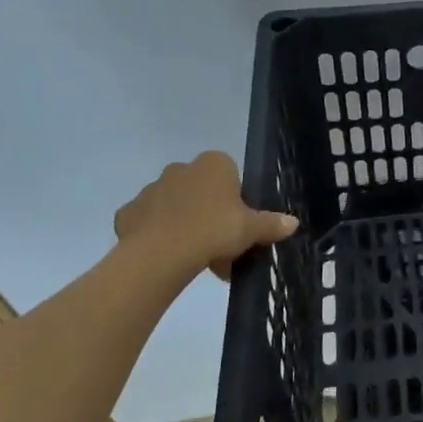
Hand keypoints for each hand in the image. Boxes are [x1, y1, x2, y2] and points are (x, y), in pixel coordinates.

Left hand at [113, 151, 298, 278]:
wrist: (162, 253)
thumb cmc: (213, 230)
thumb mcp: (251, 229)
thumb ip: (271, 224)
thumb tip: (293, 222)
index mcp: (213, 164)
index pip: (229, 174)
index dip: (235, 200)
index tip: (237, 224)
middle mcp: (180, 168)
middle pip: (201, 190)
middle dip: (209, 213)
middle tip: (219, 245)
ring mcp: (151, 189)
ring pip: (174, 205)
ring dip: (184, 224)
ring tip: (194, 257)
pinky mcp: (129, 212)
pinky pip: (147, 222)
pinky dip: (156, 235)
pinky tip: (166, 256)